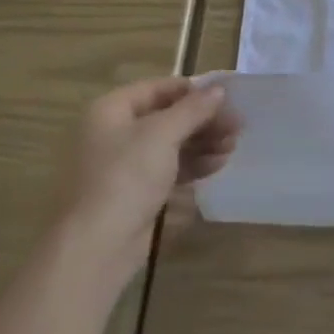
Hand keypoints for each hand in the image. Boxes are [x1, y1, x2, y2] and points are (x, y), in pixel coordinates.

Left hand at [58, 78, 240, 276]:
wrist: (96, 245)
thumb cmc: (125, 177)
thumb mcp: (163, 135)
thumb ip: (193, 109)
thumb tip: (218, 89)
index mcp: (111, 111)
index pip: (158, 88)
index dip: (193, 90)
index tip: (227, 97)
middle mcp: (114, 132)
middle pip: (168, 116)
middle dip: (204, 120)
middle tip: (237, 126)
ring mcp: (124, 164)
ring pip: (171, 143)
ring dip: (203, 142)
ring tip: (232, 147)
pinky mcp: (136, 191)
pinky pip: (169, 168)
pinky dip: (193, 164)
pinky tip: (217, 165)